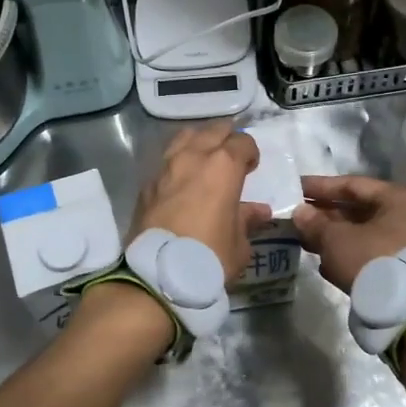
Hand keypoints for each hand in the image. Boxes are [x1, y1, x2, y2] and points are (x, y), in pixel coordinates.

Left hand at [131, 122, 270, 279]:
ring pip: (185, 137)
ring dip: (199, 142)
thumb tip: (259, 211)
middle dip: (226, 138)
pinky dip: (177, 162)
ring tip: (205, 159)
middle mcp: (193, 157)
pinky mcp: (146, 184)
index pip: (242, 141)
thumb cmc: (209, 257)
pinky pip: (166, 160)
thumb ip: (247, 220)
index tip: (252, 168)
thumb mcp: (239, 244)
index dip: (250, 153)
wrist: (157, 276)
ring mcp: (165, 167)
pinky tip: (181, 180)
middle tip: (231, 158)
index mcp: (223, 166)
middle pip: (213, 130)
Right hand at [293, 175, 405, 293]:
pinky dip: (347, 254)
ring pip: (363, 233)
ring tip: (304, 240)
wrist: (405, 311)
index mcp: (399, 199)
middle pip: (359, 210)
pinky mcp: (402, 269)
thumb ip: (315, 223)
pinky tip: (324, 263)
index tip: (296, 188)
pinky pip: (370, 253)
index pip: (353, 185)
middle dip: (325, 215)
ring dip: (333, 236)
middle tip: (297, 217)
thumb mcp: (336, 239)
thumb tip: (299, 212)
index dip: (321, 186)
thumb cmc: (371, 260)